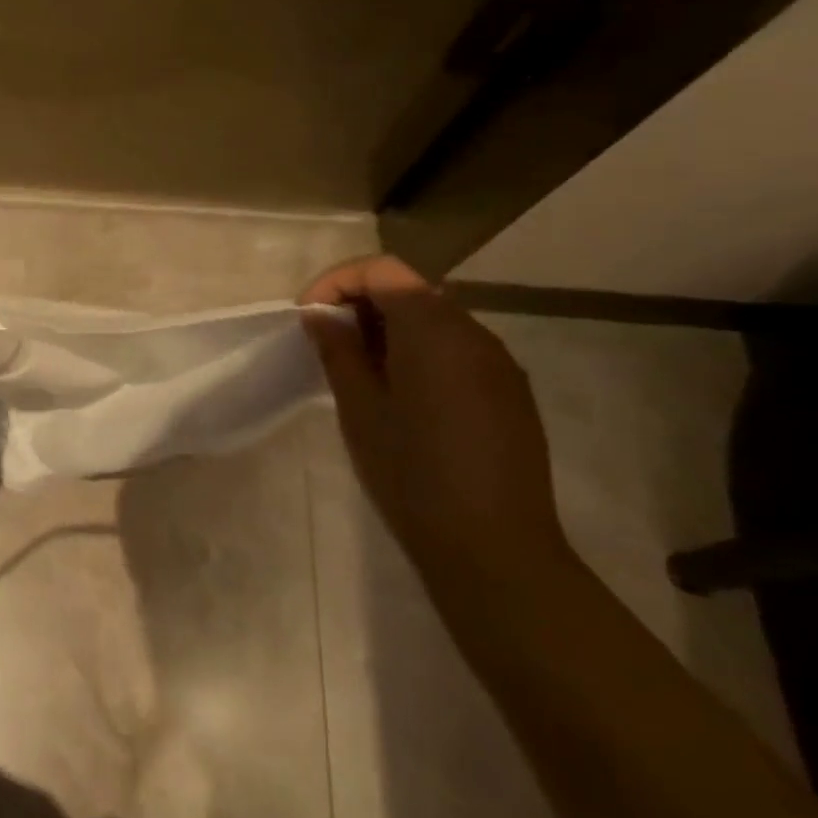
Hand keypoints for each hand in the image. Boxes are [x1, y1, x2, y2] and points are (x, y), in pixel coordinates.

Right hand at [301, 255, 573, 578]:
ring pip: (434, 320)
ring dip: (389, 329)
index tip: (307, 318)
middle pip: (411, 289)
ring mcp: (498, 363)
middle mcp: (474, 333)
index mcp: (434, 330)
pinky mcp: (509, 392)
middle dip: (361, 304)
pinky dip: (418, 352)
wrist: (494, 547)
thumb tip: (320, 316)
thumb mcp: (360, 409)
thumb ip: (339, 351)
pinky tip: (400, 395)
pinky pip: (456, 350)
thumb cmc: (412, 473)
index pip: (382, 270)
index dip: (336, 282)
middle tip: (326, 344)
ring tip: (357, 371)